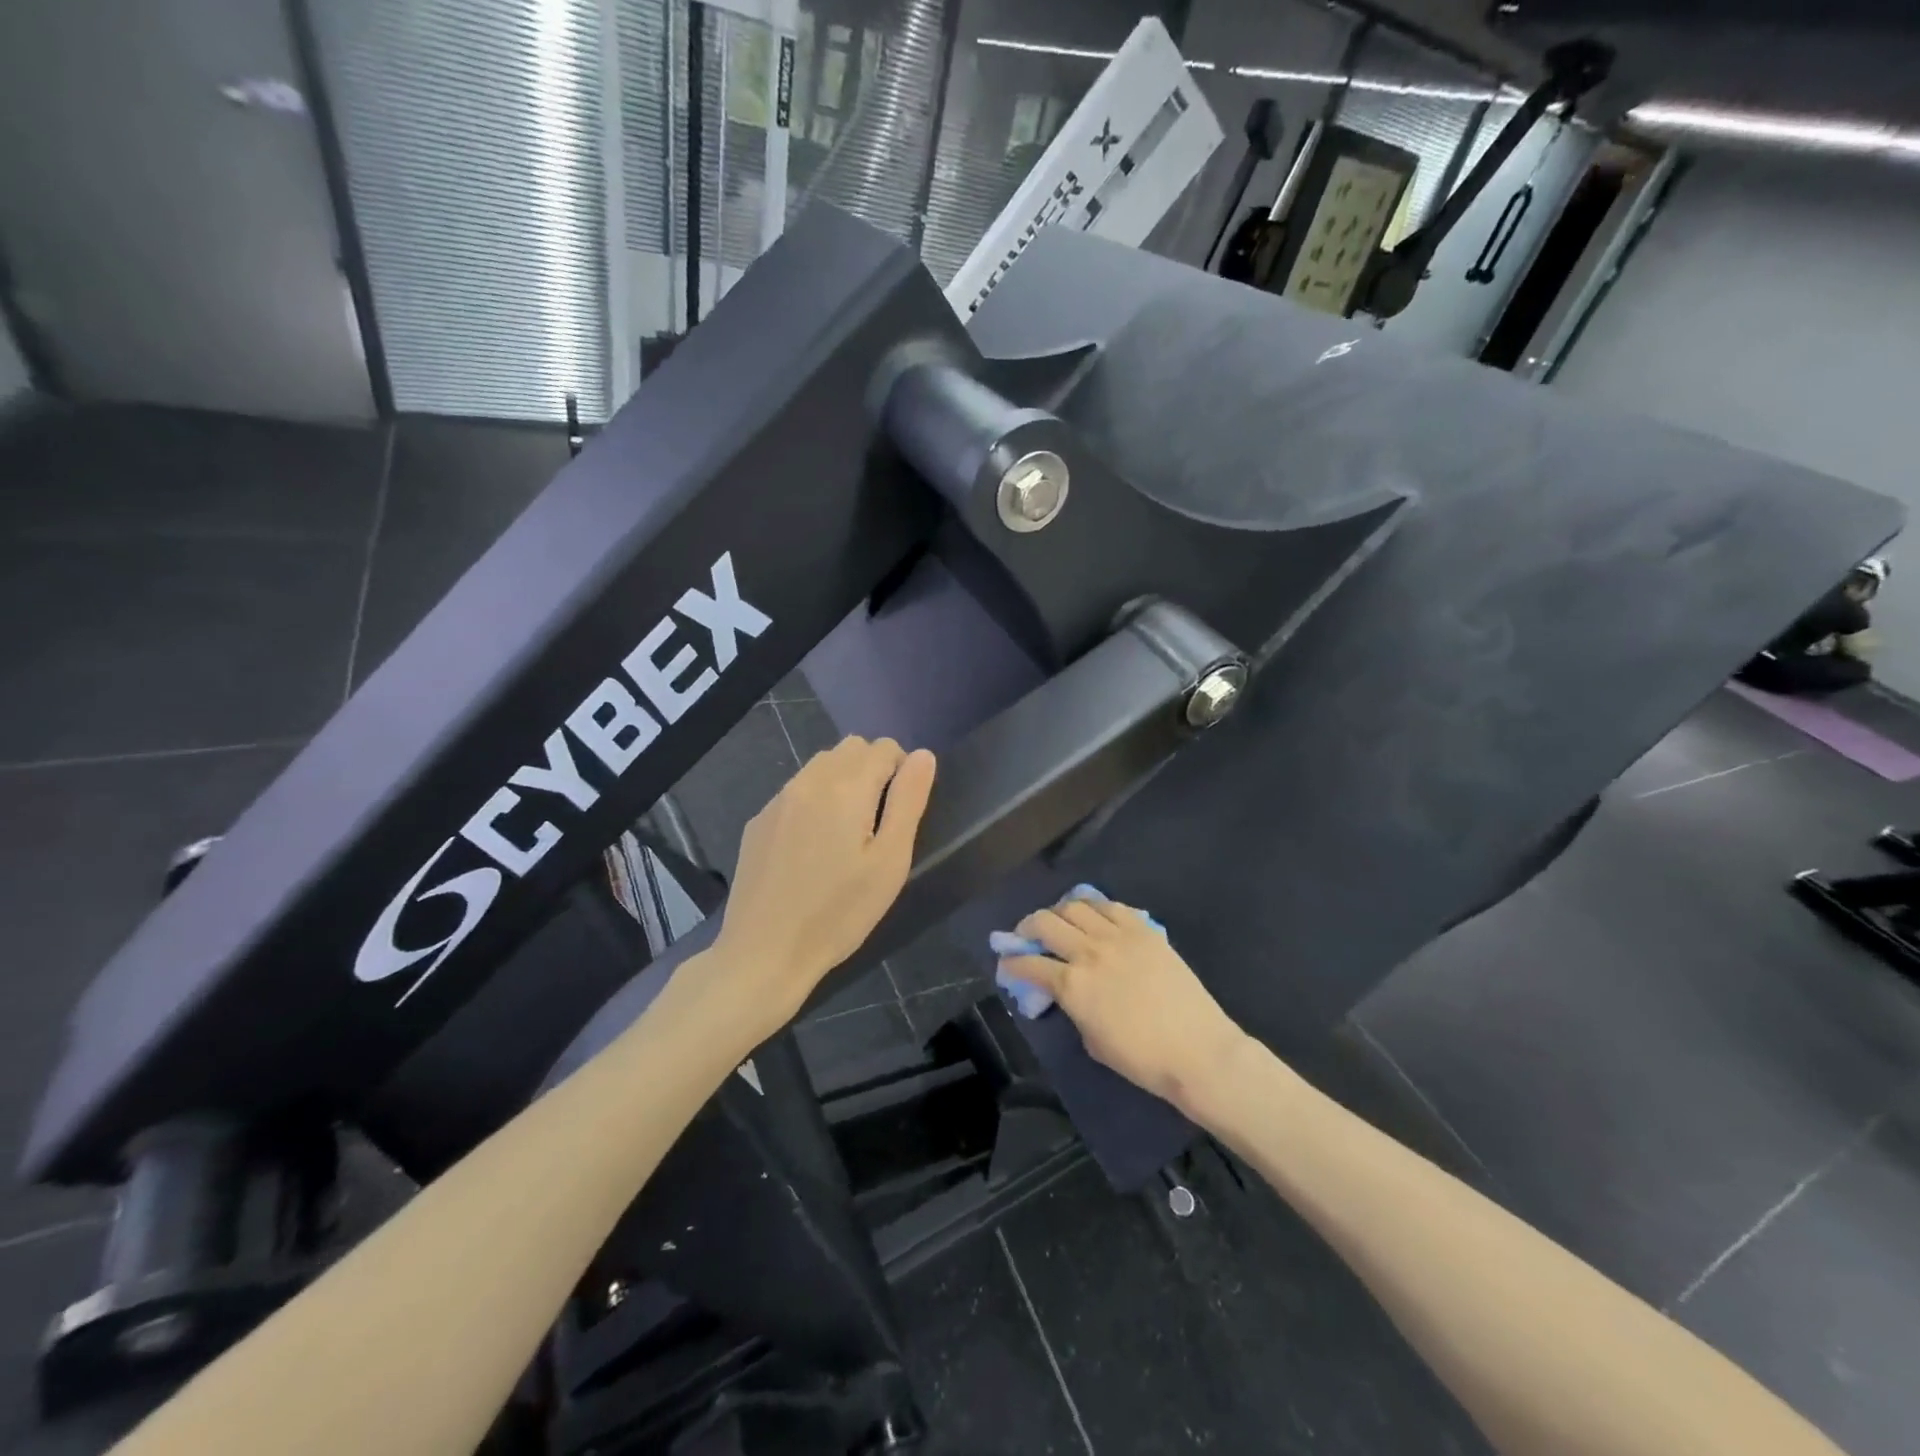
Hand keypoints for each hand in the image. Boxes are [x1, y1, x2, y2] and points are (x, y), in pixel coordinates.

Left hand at [708, 737, 935, 1037]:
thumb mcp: (890, 861)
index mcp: (846, 786)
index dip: (902, 772)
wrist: (765, 952)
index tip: (900, 814)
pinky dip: (814, 802)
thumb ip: (908, 801)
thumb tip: (923, 756)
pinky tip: (812, 849)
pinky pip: (795, 792)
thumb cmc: (839, 912)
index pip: (885, 747)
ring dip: (842, 782)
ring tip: (847, 834)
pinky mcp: (758, 822)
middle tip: (878, 823)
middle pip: (850, 748)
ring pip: (820, 766)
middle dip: (872, 770)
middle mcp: (808, 780)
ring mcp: (777, 800)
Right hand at [1000, 898, 1249, 1116]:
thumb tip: (1067, 992)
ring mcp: (1118, 936)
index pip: (1029, 964)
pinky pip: (1111, 906)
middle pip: (1045, 922)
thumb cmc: (1143, 1059)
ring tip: (1059, 920)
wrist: (1198, 1050)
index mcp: (1073, 985)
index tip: (1006, 963)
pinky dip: (1095, 907)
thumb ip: (1073, 1008)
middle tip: (1026, 935)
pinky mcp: (1144, 930)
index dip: (1012, 962)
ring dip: (1059, 911)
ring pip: (1075, 905)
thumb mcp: (1093, 1041)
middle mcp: (1089, 952)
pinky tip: (1093, 916)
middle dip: (1027, 926)